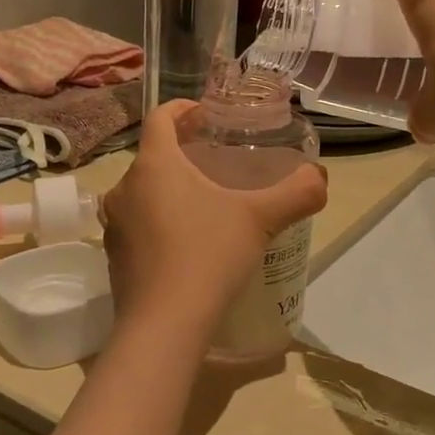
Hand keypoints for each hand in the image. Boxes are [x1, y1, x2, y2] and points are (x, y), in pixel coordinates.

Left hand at [101, 101, 327, 337]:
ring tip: (202, 203)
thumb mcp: (261, 219)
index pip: (159, 117)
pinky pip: (137, 224)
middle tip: (214, 163)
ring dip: (168, 189)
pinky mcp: (113, 256)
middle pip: (152, 156)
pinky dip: (157, 222)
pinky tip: (185, 243)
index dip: (182, 109)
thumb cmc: (209, 256)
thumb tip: (321, 177)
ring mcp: (114, 224)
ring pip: (142, 192)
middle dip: (181, 154)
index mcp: (154, 164)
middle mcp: (125, 187)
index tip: (204, 115)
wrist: (164, 324)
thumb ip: (296, 192)